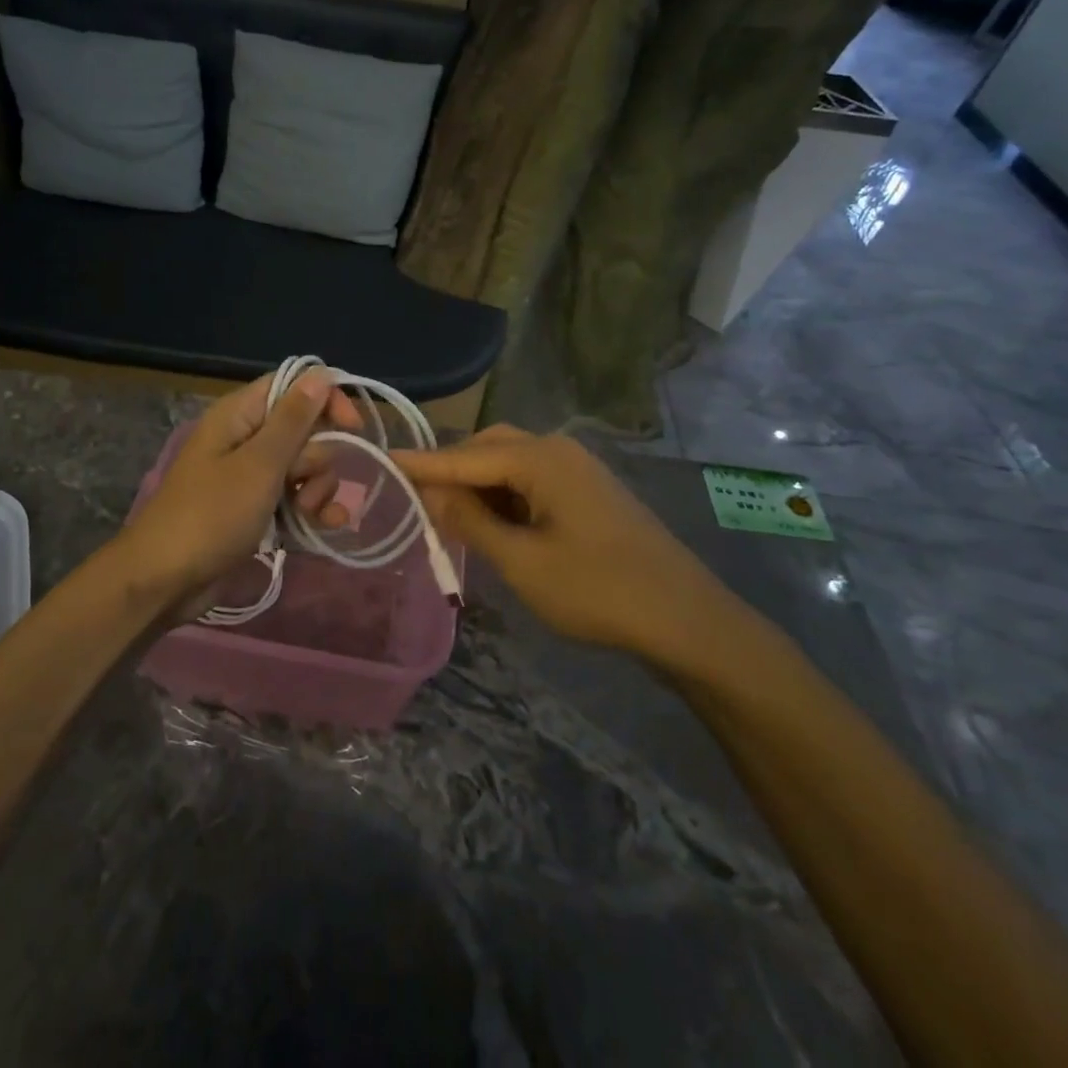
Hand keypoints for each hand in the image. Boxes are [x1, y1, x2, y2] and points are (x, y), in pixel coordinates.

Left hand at [115, 370, 360, 606]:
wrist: (166, 580)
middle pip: (305, 430)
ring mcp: (252, 475)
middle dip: (318, 458)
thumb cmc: (212, 514)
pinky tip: (327, 527)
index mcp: (241, 415)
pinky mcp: (257, 508)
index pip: (293, 386)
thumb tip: (321, 374)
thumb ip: (294, 420)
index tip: (353, 427)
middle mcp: (247, 438)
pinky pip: (295, 497)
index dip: (326, 401)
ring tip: (306, 514)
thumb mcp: (259, 465)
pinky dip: (311, 509)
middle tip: (302, 484)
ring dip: (316, 489)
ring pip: (305, 467)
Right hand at [393, 427, 743, 659]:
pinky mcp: (588, 491)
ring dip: (479, 486)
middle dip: (452, 473)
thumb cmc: (598, 590)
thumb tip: (432, 493)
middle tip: (418, 502)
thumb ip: (471, 522)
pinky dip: (505, 497)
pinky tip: (493, 525)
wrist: (686, 619)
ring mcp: (577, 469)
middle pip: (488, 448)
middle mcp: (558, 450)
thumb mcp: (522, 562)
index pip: (464, 456)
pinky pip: (532, 481)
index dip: (421, 464)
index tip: (382, 460)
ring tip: (450, 519)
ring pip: (510, 464)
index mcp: (540, 459)